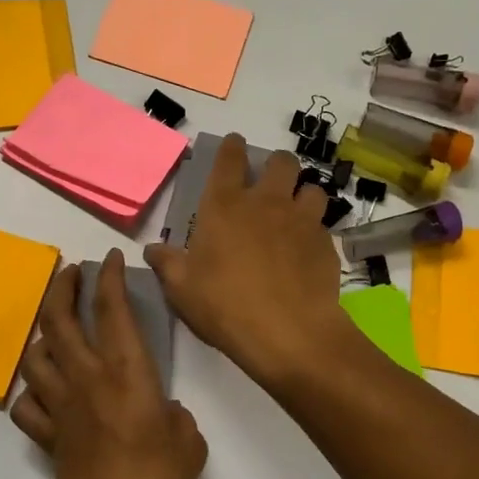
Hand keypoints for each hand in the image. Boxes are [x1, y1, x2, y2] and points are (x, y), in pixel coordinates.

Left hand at [11, 251, 206, 478]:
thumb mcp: (189, 445)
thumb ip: (177, 418)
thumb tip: (164, 413)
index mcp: (126, 374)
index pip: (112, 310)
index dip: (109, 277)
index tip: (111, 259)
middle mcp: (86, 380)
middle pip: (58, 319)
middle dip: (61, 287)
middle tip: (71, 272)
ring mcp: (60, 408)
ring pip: (35, 355)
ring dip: (42, 332)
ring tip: (56, 326)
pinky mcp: (47, 437)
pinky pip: (27, 403)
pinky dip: (32, 390)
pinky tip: (45, 390)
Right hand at [144, 134, 357, 386]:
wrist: (288, 332)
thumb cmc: (225, 306)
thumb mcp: (182, 288)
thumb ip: (167, 263)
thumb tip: (152, 250)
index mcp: (225, 205)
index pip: (230, 159)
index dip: (232, 147)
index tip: (235, 145)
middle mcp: (266, 202)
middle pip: (281, 162)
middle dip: (276, 165)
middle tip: (269, 182)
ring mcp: (301, 220)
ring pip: (311, 188)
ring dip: (302, 195)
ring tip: (295, 213)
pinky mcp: (326, 244)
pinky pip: (323, 225)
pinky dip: (315, 231)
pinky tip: (307, 250)